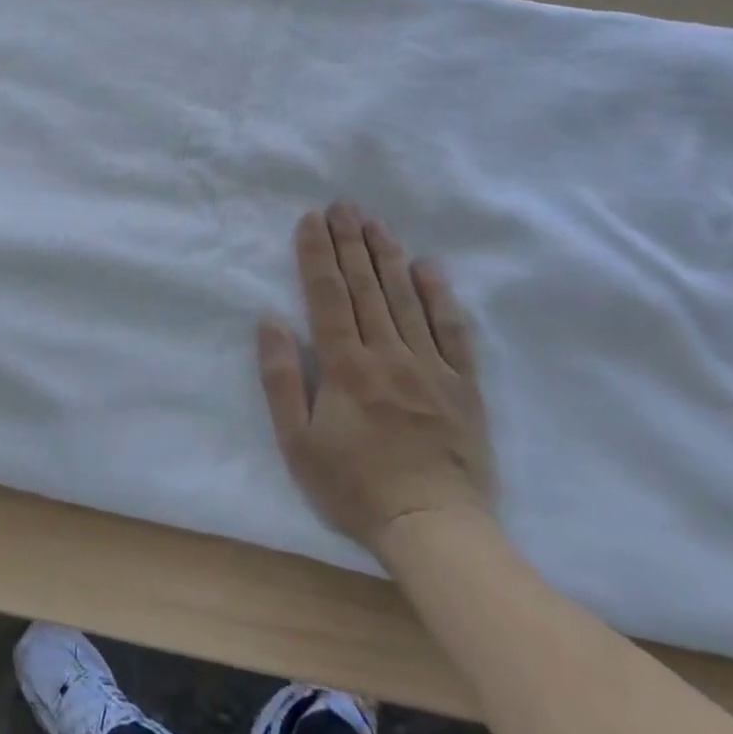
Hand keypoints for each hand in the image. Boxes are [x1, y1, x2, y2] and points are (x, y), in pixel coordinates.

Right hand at [257, 201, 493, 563]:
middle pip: (366, 288)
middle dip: (350, 242)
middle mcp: (388, 355)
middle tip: (343, 205)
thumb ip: (282, 378)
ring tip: (376, 223)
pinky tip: (430, 267)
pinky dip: (440, 296)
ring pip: (405, 299)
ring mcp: (430, 367)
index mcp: (346, 366)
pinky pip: (452, 330)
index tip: (311, 220)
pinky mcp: (462, 385)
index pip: (327, 296)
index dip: (317, 255)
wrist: (433, 528)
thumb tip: (270, 320)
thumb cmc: (353, 487)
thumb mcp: (297, 442)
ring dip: (388, 257)